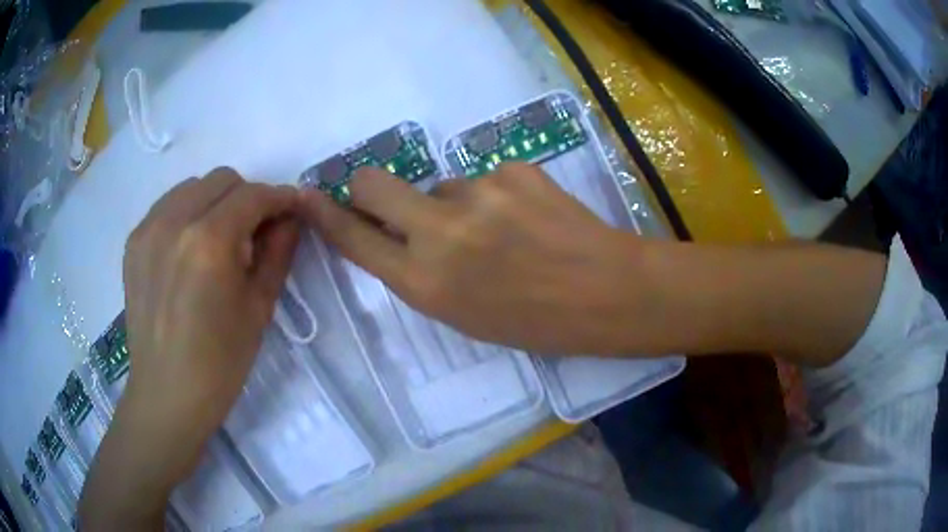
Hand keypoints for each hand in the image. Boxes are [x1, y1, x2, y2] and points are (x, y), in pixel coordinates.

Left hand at [80, 168, 299, 528]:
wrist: (167, 394)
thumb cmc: (220, 362)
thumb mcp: (259, 308)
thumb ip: (278, 252)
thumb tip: (290, 218)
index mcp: (210, 242)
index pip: (253, 195)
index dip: (280, 198)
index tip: (293, 209)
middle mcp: (175, 222)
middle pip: (222, 180)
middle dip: (247, 198)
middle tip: (254, 233)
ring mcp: (149, 229)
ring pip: (193, 187)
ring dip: (215, 202)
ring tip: (219, 241)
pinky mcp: (134, 242)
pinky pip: (168, 206)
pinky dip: (187, 214)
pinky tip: (190, 249)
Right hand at [300, 163, 648, 354]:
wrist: (606, 293)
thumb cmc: (534, 322)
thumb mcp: (463, 316)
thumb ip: (421, 273)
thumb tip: (401, 232)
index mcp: (424, 283)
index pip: (353, 238)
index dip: (327, 216)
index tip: (310, 197)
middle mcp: (439, 232)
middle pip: (374, 182)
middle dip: (370, 188)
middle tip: (390, 200)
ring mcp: (477, 193)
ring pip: (442, 186)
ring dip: (457, 206)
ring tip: (503, 233)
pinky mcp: (512, 169)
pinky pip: (486, 180)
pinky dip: (496, 197)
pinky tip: (530, 219)